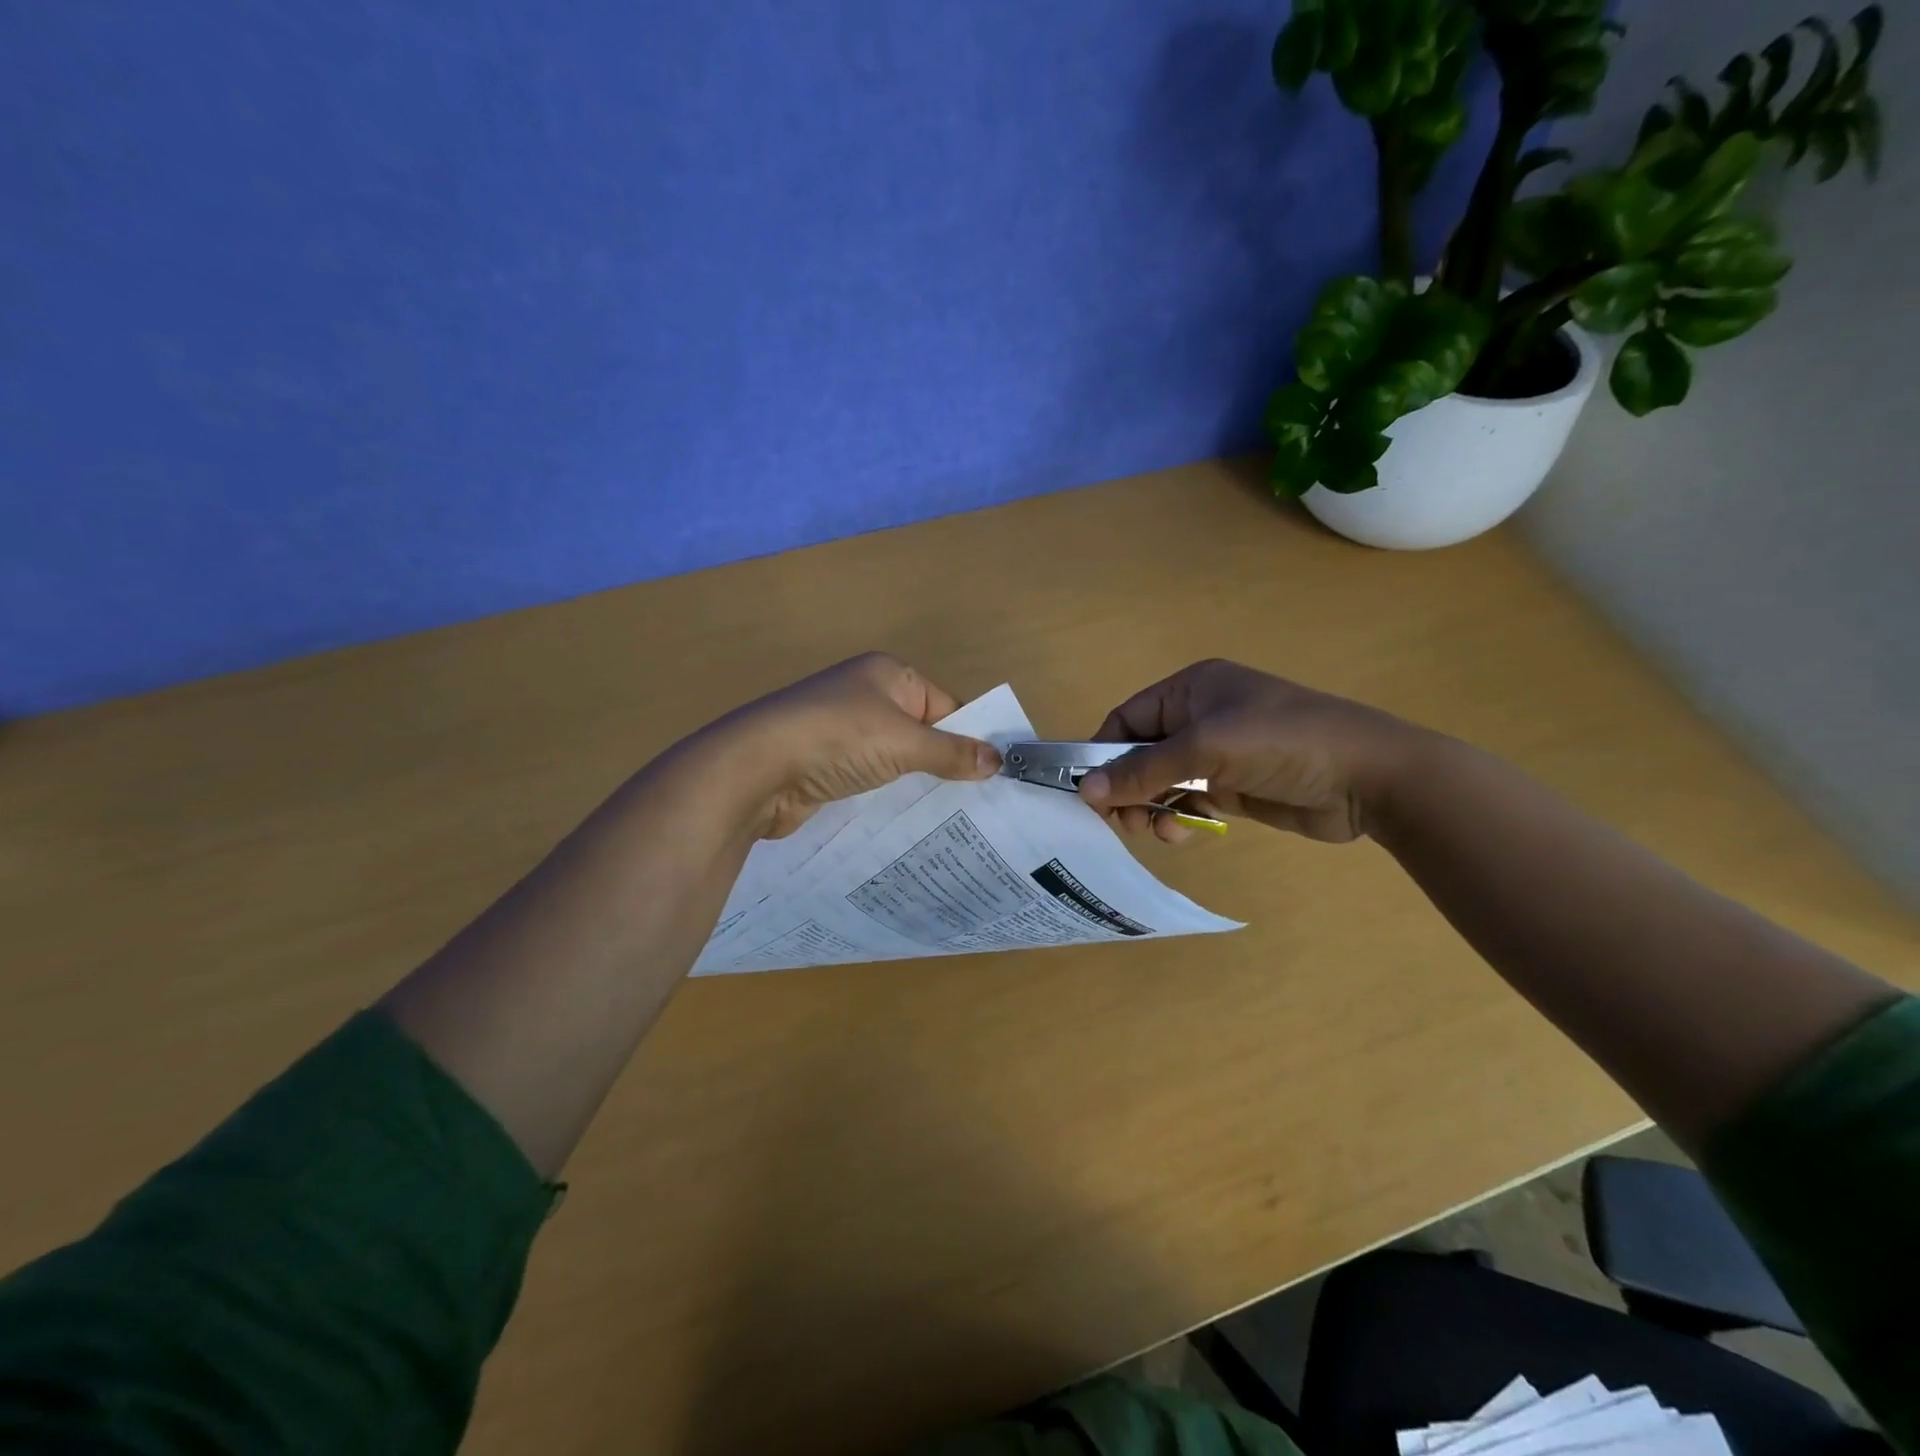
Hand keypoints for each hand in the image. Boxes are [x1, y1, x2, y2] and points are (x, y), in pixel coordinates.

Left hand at [690, 653, 1001, 839]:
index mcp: (888, 675)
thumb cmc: (836, 738)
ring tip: (953, 821)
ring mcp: (843, 732)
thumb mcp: (903, 742)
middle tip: (980, 805)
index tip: (994, 777)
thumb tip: (998, 761)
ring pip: (896, 760)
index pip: (946, 705)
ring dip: (916, 785)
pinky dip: (888, 798)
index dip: (969, 738)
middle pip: (922, 733)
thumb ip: (951, 753)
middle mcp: (866, 697)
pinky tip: (909, 824)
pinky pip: (871, 780)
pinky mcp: (827, 766)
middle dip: (946, 766)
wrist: (756, 769)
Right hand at [1077, 660, 1423, 844]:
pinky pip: (1187, 801)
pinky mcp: (1234, 787)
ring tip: (1152, 830)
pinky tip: (1181, 833)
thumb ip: (1142, 770)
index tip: (1087, 792)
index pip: (1127, 718)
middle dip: (1126, 786)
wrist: (1370, 778)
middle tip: (1120, 821)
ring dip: (1149, 806)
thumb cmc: (1282, 743)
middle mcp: (1200, 718)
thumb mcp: (1206, 749)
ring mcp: (1219, 754)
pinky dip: (1176, 817)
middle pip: (1140, 753)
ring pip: (1161, 782)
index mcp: (1191, 690)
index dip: (1102, 753)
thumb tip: (1084, 791)